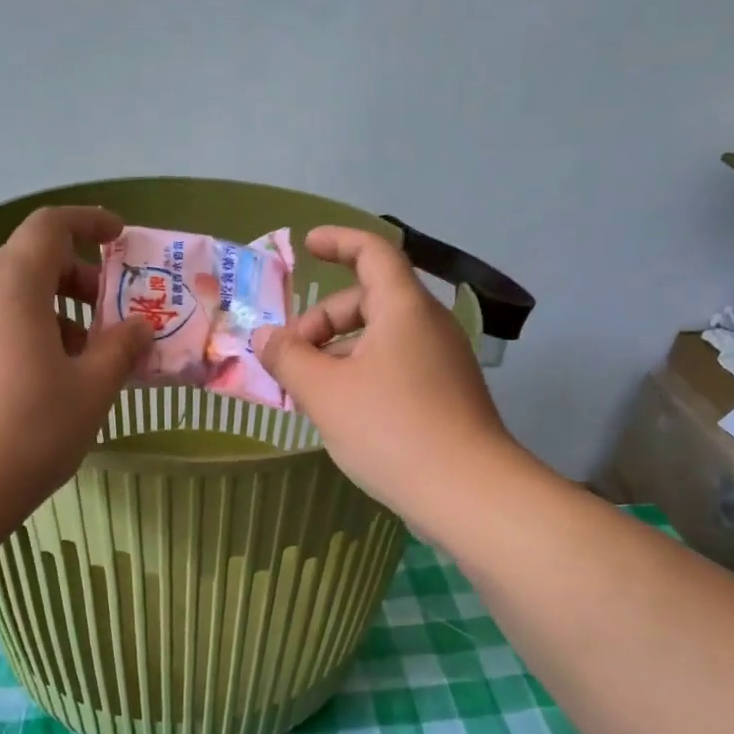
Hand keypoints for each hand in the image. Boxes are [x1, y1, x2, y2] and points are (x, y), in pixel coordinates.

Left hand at [0, 206, 149, 532]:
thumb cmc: (25, 435)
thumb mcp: (90, 393)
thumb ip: (120, 349)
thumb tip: (138, 328)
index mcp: (11, 287)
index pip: (49, 226)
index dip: (88, 223)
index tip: (118, 237)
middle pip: (25, 261)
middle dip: (73, 277)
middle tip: (105, 317)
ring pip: (1, 296)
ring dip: (45, 310)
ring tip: (73, 359)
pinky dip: (14, 331)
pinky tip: (29, 382)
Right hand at [254, 227, 521, 526]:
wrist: (468, 492)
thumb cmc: (390, 429)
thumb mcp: (325, 392)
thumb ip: (288, 358)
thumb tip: (265, 337)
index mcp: (404, 308)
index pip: (373, 252)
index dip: (338, 241)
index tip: (308, 245)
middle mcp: (430, 325)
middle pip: (370, 299)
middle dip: (324, 319)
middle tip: (292, 356)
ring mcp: (444, 361)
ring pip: (383, 337)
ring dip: (341, 352)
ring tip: (310, 391)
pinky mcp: (449, 393)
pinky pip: (398, 365)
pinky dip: (364, 372)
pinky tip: (344, 411)